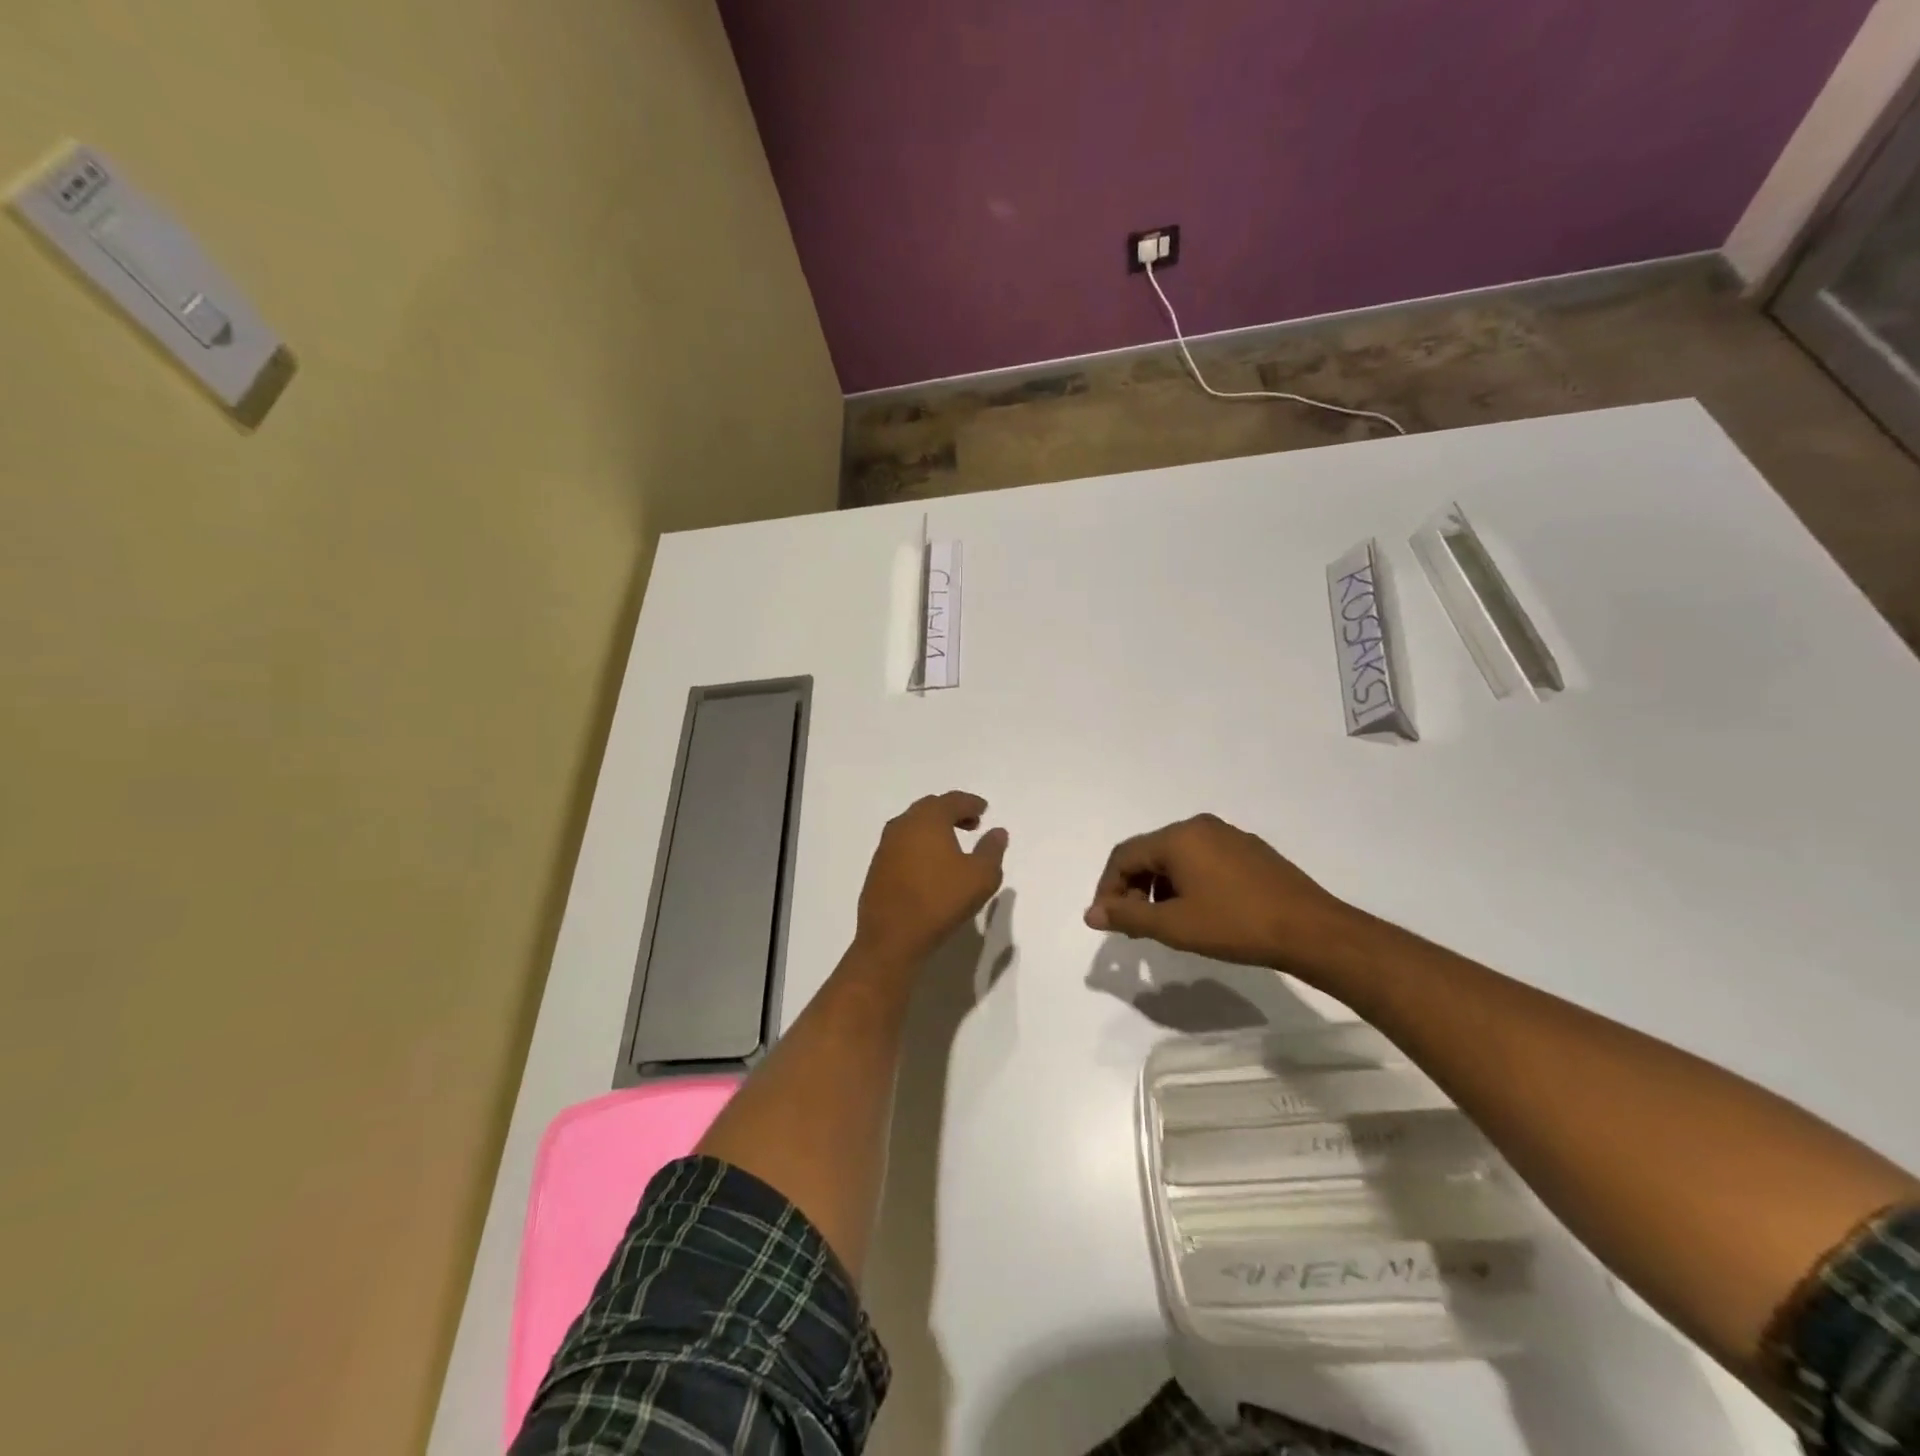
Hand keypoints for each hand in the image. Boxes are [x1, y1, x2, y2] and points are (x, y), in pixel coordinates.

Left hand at [855, 791, 1008, 963]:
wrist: (891, 937)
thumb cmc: (940, 901)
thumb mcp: (980, 877)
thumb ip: (992, 850)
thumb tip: (997, 832)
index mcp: (928, 820)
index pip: (952, 800)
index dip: (970, 803)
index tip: (983, 809)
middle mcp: (904, 824)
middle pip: (930, 807)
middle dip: (952, 812)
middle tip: (971, 824)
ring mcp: (886, 845)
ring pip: (913, 824)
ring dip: (934, 828)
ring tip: (951, 844)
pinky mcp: (877, 865)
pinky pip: (902, 843)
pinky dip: (919, 843)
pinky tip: (929, 863)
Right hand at [1084, 813, 1363, 975]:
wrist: (1310, 930)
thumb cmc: (1235, 925)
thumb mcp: (1174, 926)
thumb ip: (1128, 916)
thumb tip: (1091, 914)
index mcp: (1178, 837)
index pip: (1124, 855)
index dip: (1108, 888)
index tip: (1106, 920)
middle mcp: (1200, 826)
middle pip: (1150, 853)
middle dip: (1134, 888)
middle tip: (1134, 925)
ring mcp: (1228, 836)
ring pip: (1177, 857)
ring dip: (1160, 887)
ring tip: (1165, 922)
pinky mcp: (1250, 850)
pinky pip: (1203, 860)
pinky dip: (1187, 883)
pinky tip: (1199, 911)